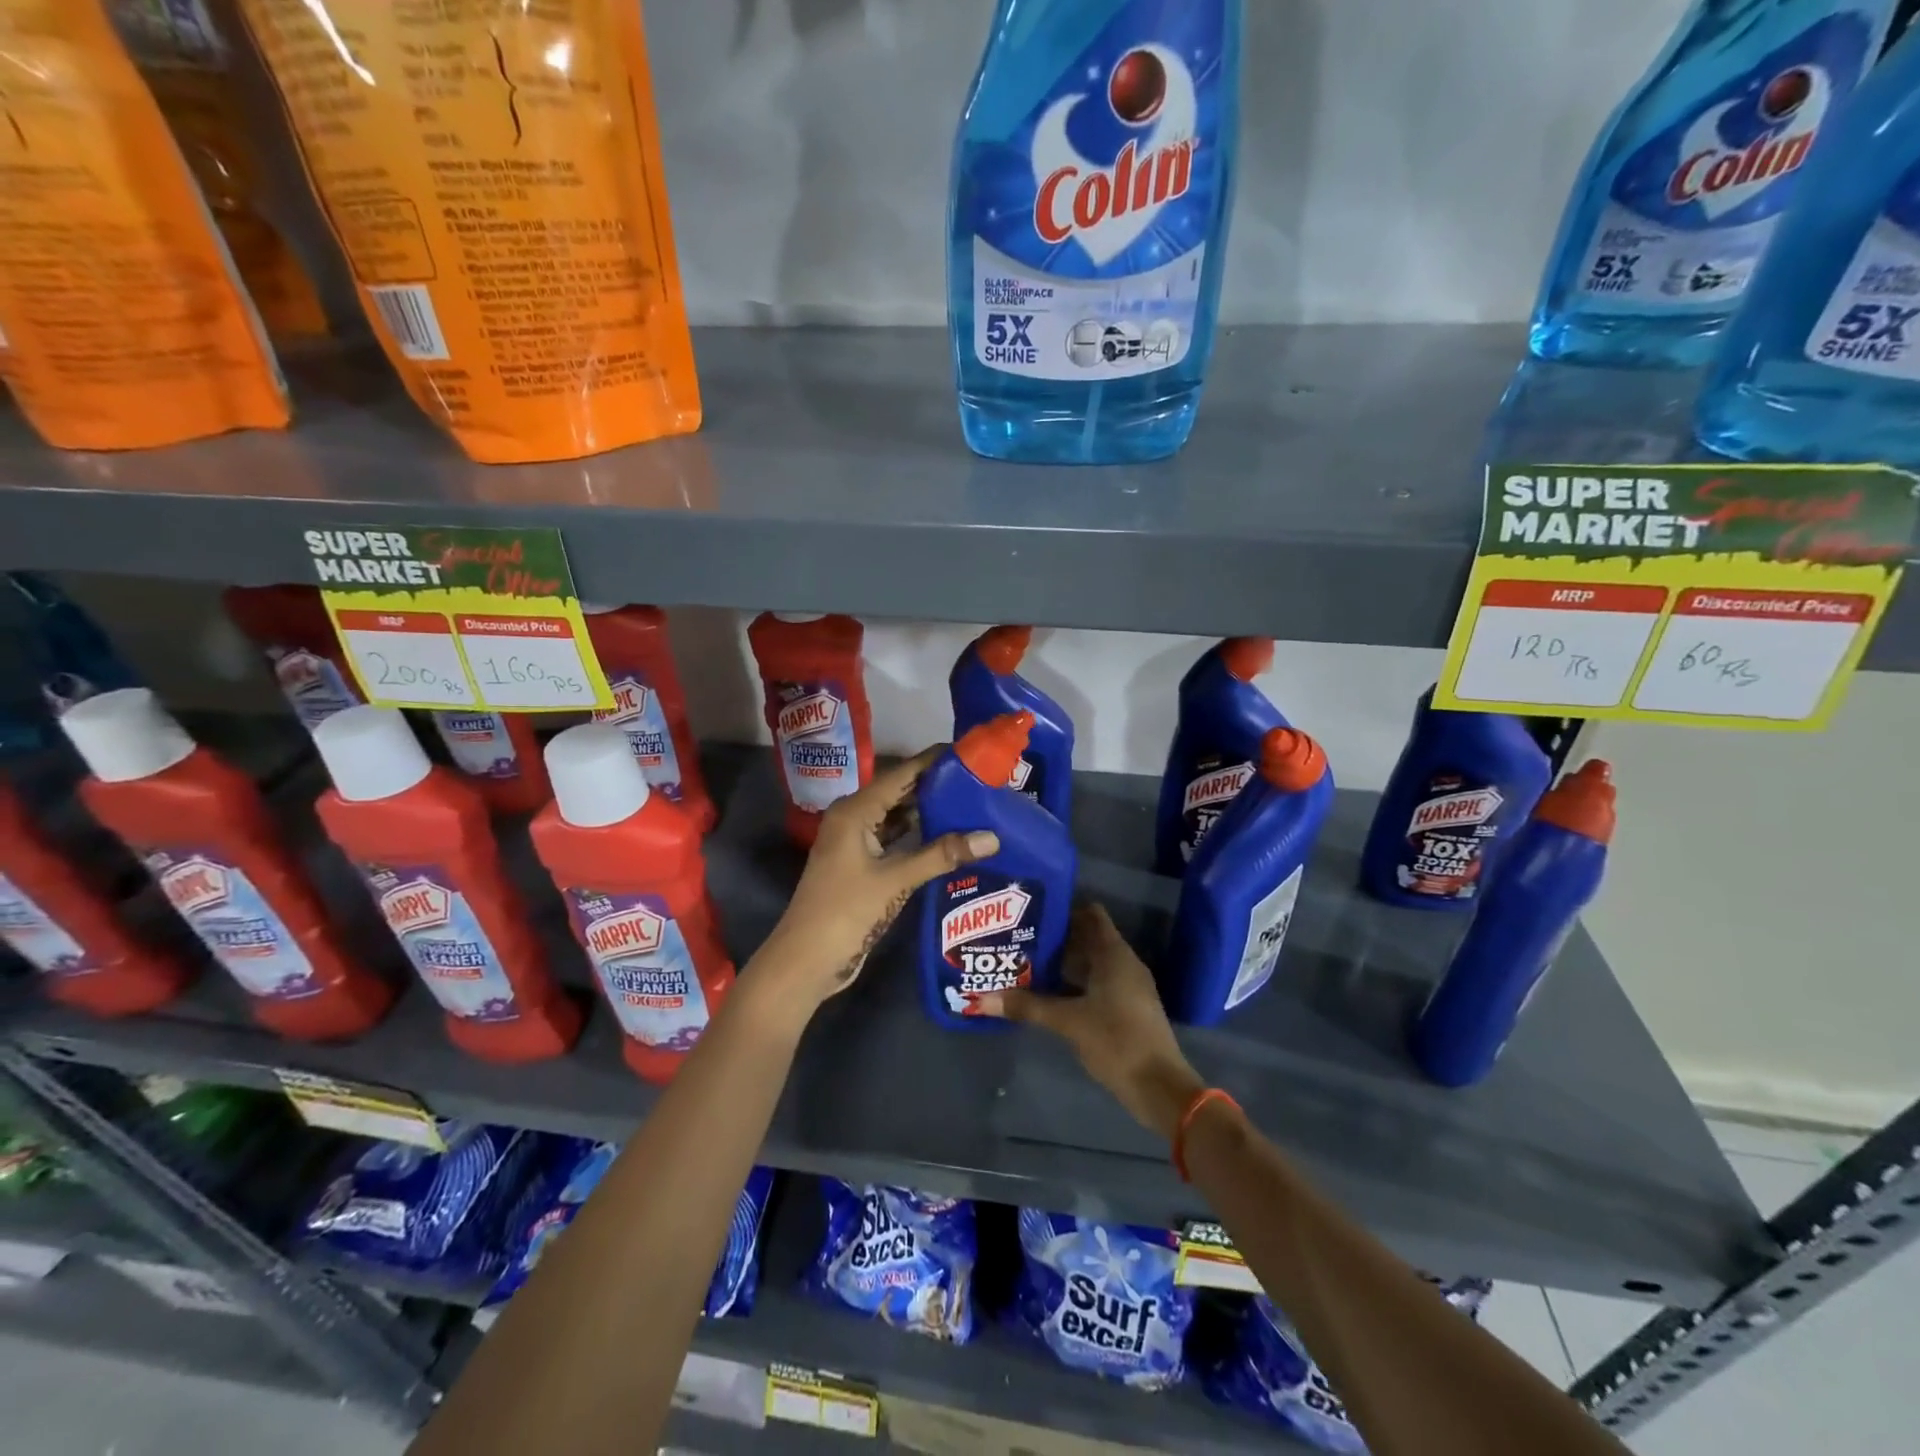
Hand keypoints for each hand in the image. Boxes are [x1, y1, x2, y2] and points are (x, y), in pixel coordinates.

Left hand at [753, 747, 998, 1013]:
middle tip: (981, 780)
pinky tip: (950, 838)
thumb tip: (991, 837)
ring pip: (898, 818)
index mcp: (855, 811)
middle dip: (937, 787)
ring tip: (973, 805)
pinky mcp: (862, 866)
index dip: (934, 761)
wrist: (806, 960)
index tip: (970, 752)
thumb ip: (942, 855)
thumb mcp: (895, 880)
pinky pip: (895, 840)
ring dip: (930, 813)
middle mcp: (854, 819)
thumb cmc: (845, 912)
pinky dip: (919, 838)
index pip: (901, 774)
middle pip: (900, 793)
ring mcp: (856, 843)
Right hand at [974, 902, 1203, 1140]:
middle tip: (1020, 937)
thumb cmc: (1117, 1040)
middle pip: (1087, 938)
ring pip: (1091, 963)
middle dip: (1056, 938)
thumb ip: (1027, 1007)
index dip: (1064, 909)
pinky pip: (1096, 984)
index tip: (1033, 911)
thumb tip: (982, 999)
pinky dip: (1073, 984)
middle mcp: (1123, 963)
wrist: (1160, 1087)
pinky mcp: (1126, 1009)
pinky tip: (1047, 994)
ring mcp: (1127, 987)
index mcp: (1114, 954)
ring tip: (1026, 962)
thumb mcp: (1068, 1022)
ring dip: (1063, 963)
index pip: (1091, 914)